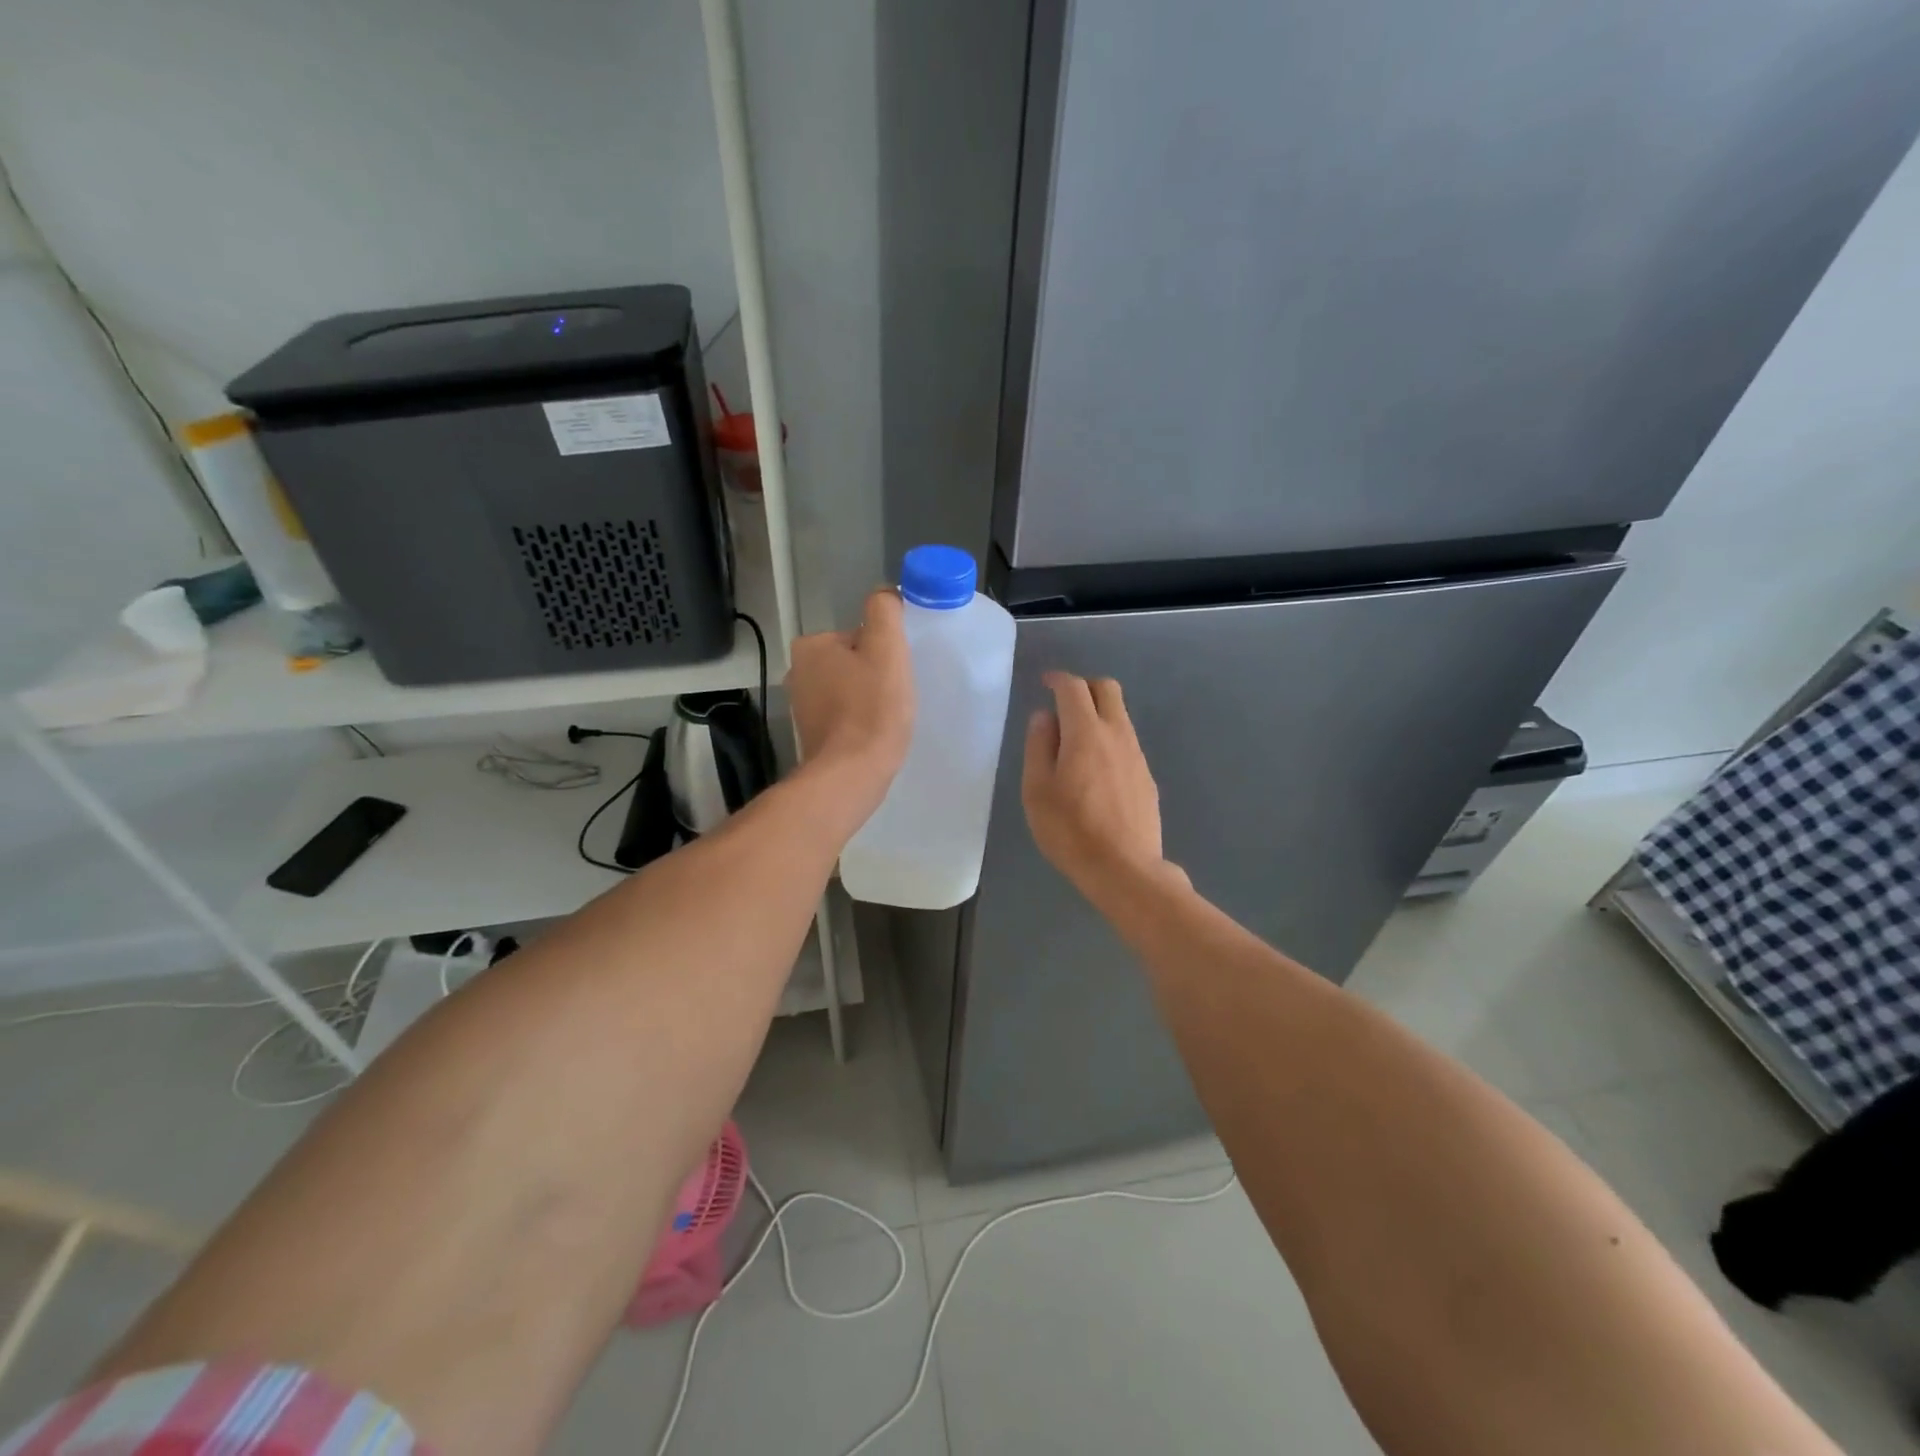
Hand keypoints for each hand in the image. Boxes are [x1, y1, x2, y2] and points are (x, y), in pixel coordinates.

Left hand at [786, 588, 914, 817]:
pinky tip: (873, 735)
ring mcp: (802, 706)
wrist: (851, 774)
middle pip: (853, 662)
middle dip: (874, 676)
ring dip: (868, 699)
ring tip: (885, 718)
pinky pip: (844, 716)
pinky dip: (859, 721)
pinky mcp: (811, 734)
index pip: (859, 636)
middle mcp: (798, 672)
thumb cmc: (871, 708)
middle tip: (894, 696)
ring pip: (849, 689)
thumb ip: (884, 611)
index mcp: (811, 646)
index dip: (884, 652)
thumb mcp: (886, 648)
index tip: (895, 674)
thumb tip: (885, 595)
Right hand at [1022, 671, 1180, 904]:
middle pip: (1107, 689)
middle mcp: (1116, 734)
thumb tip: (1044, 717)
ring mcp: (1136, 755)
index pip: (1073, 688)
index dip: (1057, 679)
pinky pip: (1126, 742)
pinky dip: (1108, 738)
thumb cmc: (1070, 830)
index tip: (1044, 683)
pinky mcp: (1146, 776)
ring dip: (1098, 713)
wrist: (1124, 869)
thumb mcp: (1037, 790)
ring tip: (1074, 740)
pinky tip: (1094, 768)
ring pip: (1120, 715)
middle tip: (1063, 703)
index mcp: (1086, 733)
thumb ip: (1039, 747)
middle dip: (1084, 686)